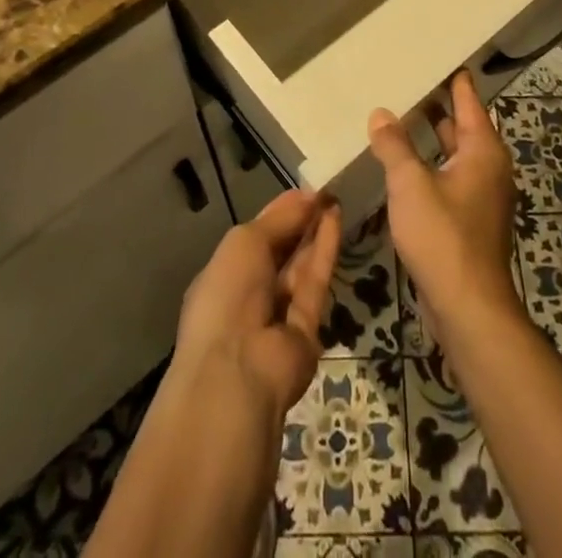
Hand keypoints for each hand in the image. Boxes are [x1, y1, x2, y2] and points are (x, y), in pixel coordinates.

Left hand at [170, 189, 340, 425]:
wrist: (238, 373)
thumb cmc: (227, 296)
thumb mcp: (245, 243)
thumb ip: (280, 219)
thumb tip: (310, 197)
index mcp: (225, 275)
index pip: (256, 236)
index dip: (280, 212)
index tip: (307, 188)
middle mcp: (250, 294)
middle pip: (281, 250)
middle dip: (301, 220)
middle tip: (326, 190)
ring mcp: (279, 315)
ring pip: (301, 266)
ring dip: (315, 231)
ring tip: (335, 197)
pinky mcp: (307, 330)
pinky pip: (315, 282)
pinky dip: (325, 250)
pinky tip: (336, 218)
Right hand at [367, 69, 519, 344]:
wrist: (470, 310)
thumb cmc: (444, 238)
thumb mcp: (411, 185)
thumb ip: (395, 146)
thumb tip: (381, 113)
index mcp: (482, 149)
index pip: (467, 98)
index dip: (452, 75)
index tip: (434, 53)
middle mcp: (488, 166)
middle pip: (461, 124)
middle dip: (435, 104)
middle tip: (405, 80)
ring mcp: (481, 195)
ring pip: (453, 153)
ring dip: (430, 137)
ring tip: (396, 117)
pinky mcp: (470, 220)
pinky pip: (449, 177)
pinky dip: (429, 165)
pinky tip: (402, 165)